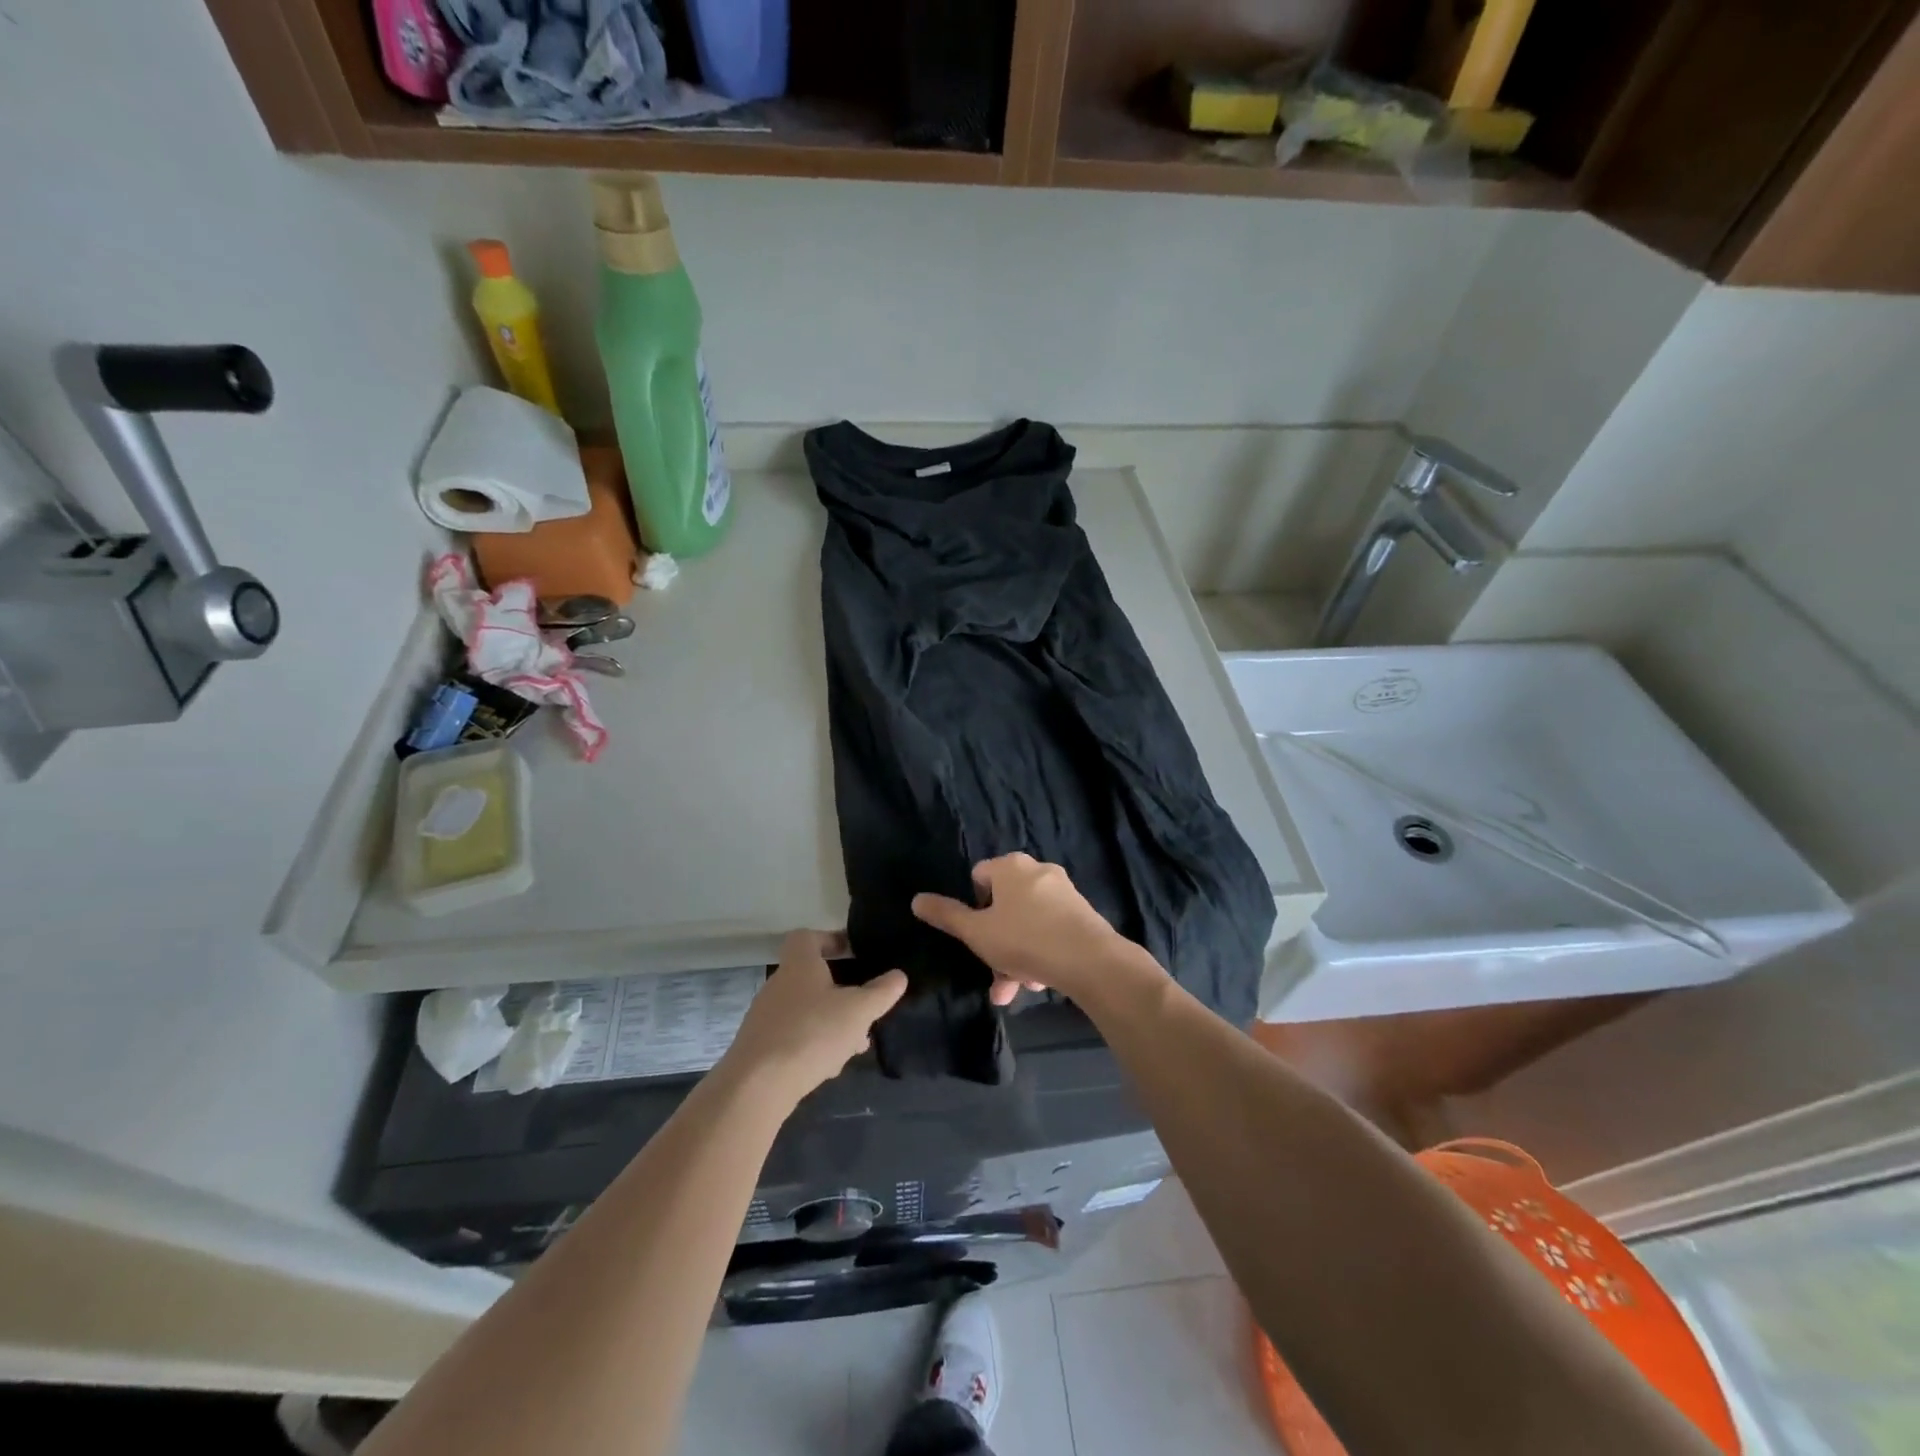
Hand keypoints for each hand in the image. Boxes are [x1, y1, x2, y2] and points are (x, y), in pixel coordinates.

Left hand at [723, 931, 906, 1103]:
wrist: (756, 1086)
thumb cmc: (812, 1033)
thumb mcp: (858, 1011)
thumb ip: (881, 992)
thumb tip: (899, 976)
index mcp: (799, 965)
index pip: (807, 937)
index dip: (830, 939)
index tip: (852, 952)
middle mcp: (778, 985)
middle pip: (811, 977)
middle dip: (840, 991)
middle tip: (863, 1007)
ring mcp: (766, 1017)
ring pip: (806, 1010)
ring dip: (830, 1022)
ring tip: (855, 1044)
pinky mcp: (761, 1047)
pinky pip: (794, 1036)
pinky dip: (813, 1044)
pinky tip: (829, 1066)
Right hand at [911, 853, 1151, 1005]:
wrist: (1091, 960)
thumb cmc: (1024, 940)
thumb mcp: (977, 932)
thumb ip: (946, 915)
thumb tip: (916, 899)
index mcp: (1010, 866)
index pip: (979, 877)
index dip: (973, 907)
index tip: (976, 935)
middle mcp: (1038, 870)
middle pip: (1005, 905)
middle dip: (996, 944)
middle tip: (994, 976)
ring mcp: (1063, 891)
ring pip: (1027, 923)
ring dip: (1017, 956)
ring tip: (1018, 989)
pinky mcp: (1082, 913)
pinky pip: (1050, 930)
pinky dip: (1040, 952)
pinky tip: (1041, 982)